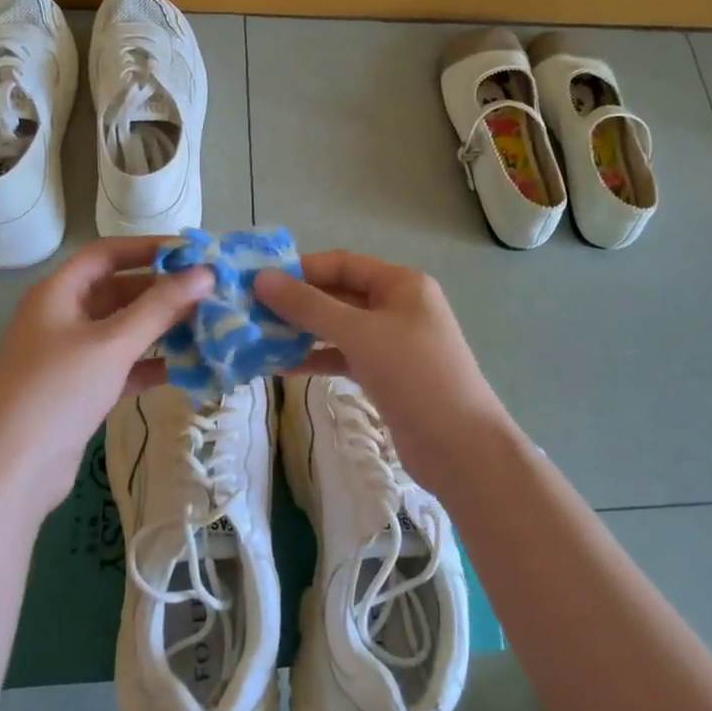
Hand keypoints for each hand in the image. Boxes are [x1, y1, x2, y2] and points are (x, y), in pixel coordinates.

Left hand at [0, 237, 213, 512]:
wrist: (9, 472)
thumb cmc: (58, 391)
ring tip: (208, 328)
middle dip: (163, 292)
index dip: (149, 248)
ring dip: (161, 328)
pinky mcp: (79, 390)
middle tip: (211, 295)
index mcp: (58, 293)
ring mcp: (69, 355)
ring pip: (123, 329)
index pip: (108, 253)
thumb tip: (207, 273)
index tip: (194, 253)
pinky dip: (151, 363)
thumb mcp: (112, 343)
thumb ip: (161, 307)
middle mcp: (61, 317)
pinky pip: (122, 365)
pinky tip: (187, 367)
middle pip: (118, 291)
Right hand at [254, 250, 513, 494]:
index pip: (342, 263)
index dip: (301, 270)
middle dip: (297, 303)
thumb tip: (262, 279)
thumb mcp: (359, 333)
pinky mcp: (386, 375)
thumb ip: (309, 306)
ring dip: (303, 332)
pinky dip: (317, 359)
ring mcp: (393, 343)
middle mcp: (398, 306)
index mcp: (401, 284)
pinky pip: (345, 357)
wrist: (461, 447)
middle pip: (339, 294)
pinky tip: (283, 367)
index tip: (258, 281)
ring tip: (259, 339)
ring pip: (339, 328)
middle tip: (251, 312)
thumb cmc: (414, 375)